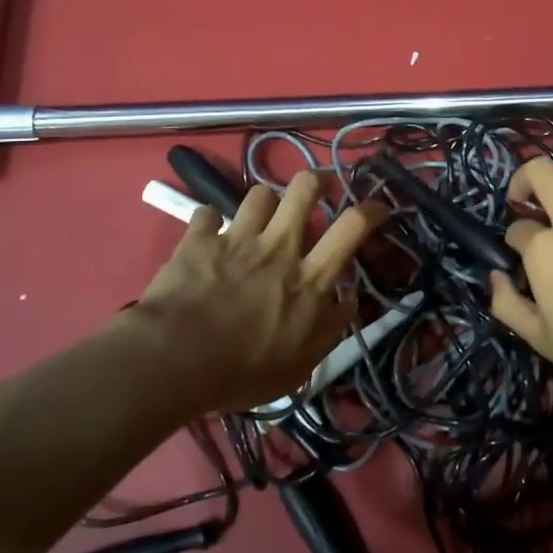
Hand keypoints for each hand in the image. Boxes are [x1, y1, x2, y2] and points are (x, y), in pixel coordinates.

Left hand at [121, 169, 385, 413]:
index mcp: (308, 278)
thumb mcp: (299, 366)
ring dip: (264, 203)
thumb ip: (329, 329)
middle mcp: (278, 247)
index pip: (352, 227)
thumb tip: (348, 300)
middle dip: (316, 181)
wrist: (173, 361)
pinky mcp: (199, 239)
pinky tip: (209, 236)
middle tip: (316, 190)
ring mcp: (237, 238)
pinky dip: (210, 223)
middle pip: (305, 188)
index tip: (378, 206)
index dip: (372, 209)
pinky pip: (208, 213)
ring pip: (260, 193)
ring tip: (260, 217)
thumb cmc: (241, 372)